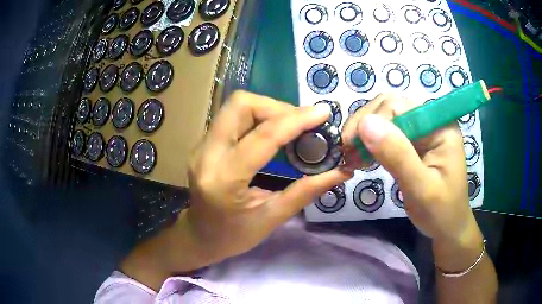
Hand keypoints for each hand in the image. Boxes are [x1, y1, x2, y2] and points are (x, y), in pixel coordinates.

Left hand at [183, 91, 351, 264]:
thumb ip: (307, 191)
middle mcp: (206, 154)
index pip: (263, 136)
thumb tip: (341, 171)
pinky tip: (272, 132)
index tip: (323, 112)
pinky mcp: (203, 143)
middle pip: (241, 105)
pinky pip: (232, 117)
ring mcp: (201, 146)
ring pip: (235, 106)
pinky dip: (257, 116)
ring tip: (291, 126)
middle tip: (302, 123)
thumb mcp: (272, 218)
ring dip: (268, 109)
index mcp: (224, 179)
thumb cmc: (234, 235)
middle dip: (277, 107)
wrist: (200, 236)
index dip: (296, 120)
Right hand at [341, 94, 479, 244]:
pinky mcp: (414, 142)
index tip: (350, 146)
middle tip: (347, 151)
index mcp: (440, 125)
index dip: (372, 120)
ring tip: (352, 156)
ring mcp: (422, 130)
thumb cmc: (441, 212)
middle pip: (390, 106)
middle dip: (364, 125)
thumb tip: (365, 124)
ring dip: (364, 134)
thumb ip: (398, 156)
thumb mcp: (422, 188)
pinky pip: (387, 133)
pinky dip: (370, 143)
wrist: (448, 227)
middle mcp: (431, 120)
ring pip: (385, 117)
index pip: (399, 106)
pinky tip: (362, 157)